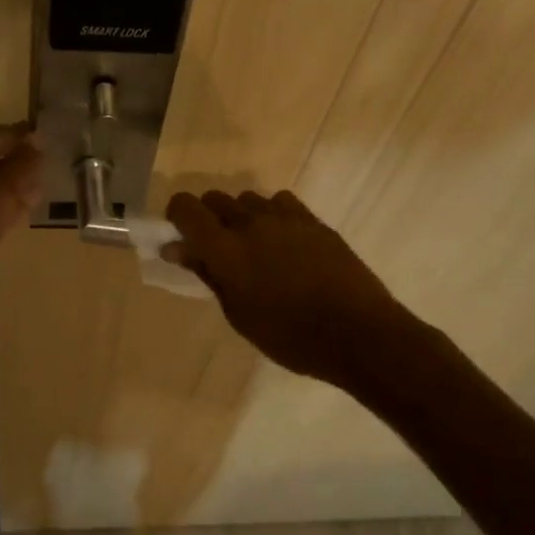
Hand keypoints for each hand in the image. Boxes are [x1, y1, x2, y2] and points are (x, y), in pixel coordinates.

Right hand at [164, 188, 415, 383]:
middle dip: (207, 217)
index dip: (176, 216)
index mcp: (225, 248)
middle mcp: (250, 222)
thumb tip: (177, 249)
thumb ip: (207, 274)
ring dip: (240, 216)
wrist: (357, 333)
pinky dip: (272, 214)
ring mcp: (285, 217)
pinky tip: (282, 239)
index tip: (180, 236)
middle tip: (215, 249)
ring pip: (248, 199)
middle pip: (215, 198)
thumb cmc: (289, 336)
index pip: (186, 208)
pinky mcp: (313, 220)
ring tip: (253, 246)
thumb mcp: (238, 313)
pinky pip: (280, 202)